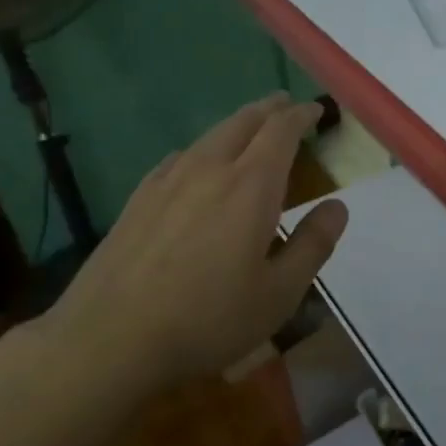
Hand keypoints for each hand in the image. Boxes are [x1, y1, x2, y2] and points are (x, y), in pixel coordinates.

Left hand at [39, 95, 348, 390]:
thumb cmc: (207, 319)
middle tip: (286, 105)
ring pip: (210, 135)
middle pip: (244, 121)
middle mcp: (210, 169)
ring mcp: (168, 181)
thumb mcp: (279, 294)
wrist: (109, 340)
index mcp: (251, 185)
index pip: (281, 130)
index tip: (316, 110)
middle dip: (270, 109)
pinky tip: (196, 164)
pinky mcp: (138, 199)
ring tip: (250, 129)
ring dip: (237, 124)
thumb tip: (337, 206)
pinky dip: (203, 148)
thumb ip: (313, 245)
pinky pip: (180, 156)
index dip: (302, 114)